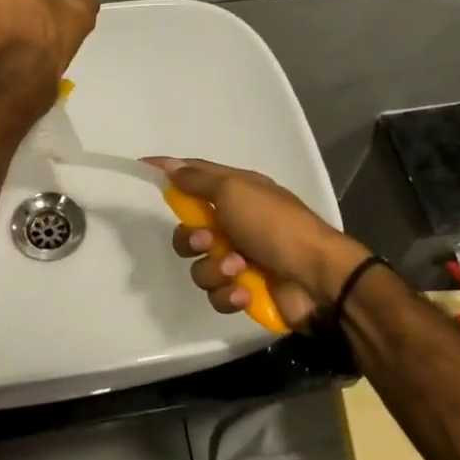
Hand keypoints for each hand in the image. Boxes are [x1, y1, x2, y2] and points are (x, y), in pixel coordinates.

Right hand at [148, 158, 374, 329]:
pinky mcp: (245, 290)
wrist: (317, 278)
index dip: (169, 172)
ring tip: (238, 269)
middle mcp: (235, 223)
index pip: (194, 176)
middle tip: (207, 242)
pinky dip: (229, 294)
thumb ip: (198, 181)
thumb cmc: (275, 225)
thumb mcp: (235, 191)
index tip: (141, 167)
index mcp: (236, 193)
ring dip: (215, 270)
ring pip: (199, 267)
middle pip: (188, 232)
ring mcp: (240, 259)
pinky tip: (246, 291)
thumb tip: (169, 164)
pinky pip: (217, 294)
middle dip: (190, 240)